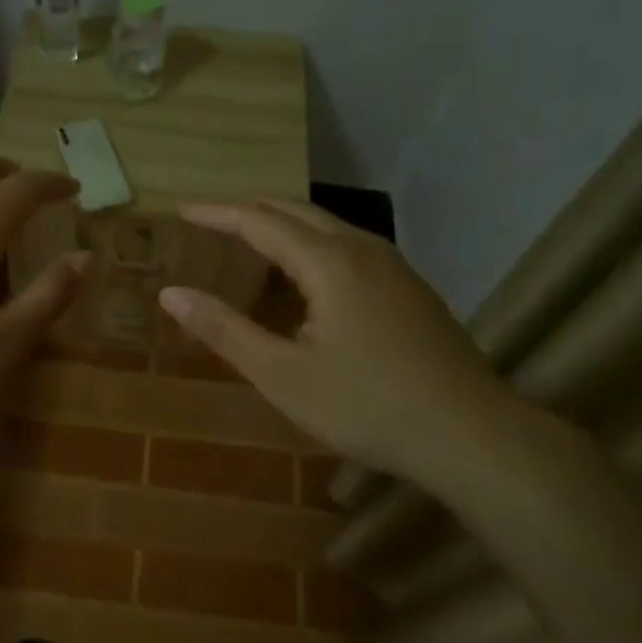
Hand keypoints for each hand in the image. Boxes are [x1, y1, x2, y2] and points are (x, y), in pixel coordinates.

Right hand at [158, 200, 538, 494]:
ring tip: (247, 238)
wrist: (470, 433)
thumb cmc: (367, 406)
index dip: (216, 213)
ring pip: (326, 225)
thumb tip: (171, 294)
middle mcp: (362, 248)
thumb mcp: (283, 375)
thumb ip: (225, 330)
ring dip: (281, 223)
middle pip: (294, 210)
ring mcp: (393, 265)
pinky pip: (347, 244)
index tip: (181, 209)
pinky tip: (304, 273)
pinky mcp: (408, 286)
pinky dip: (310, 242)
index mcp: (329, 262)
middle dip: (247, 209)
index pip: (259, 220)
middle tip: (208, 219)